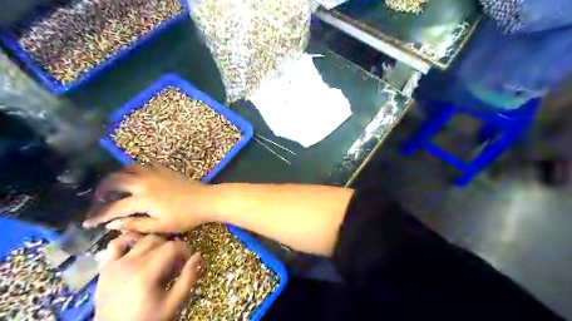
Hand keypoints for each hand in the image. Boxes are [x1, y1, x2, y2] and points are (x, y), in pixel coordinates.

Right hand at [83, 165, 218, 231]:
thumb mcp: (160, 227)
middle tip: (98, 199)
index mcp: (143, 199)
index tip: (87, 222)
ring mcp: (155, 173)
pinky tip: (136, 178)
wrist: (206, 201)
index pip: (113, 207)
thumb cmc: (185, 217)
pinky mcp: (165, 169)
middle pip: (115, 180)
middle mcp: (145, 182)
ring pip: (129, 168)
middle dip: (102, 189)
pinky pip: (144, 165)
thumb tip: (111, 224)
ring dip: (118, 175)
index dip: (98, 216)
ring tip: (115, 186)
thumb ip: (135, 225)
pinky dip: (135, 170)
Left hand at [94, 233, 198, 320]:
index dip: (185, 249)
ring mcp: (116, 264)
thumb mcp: (173, 303)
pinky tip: (136, 248)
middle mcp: (131, 263)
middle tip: (176, 261)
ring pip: (141, 240)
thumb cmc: (148, 318)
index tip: (189, 258)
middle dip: (172, 247)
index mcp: (148, 272)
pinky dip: (127, 241)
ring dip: (154, 244)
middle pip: (159, 241)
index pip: (173, 247)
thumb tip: (198, 256)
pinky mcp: (106, 267)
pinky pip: (115, 245)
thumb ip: (188, 278)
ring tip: (159, 256)